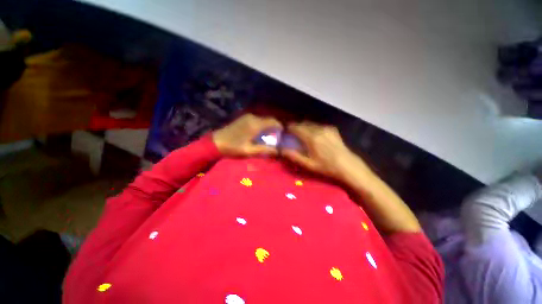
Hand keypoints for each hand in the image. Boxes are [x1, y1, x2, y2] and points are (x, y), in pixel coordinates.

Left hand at [212, 114, 282, 156]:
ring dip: (268, 126)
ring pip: (263, 119)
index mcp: (255, 125)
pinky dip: (262, 125)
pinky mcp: (244, 118)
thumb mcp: (249, 151)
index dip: (280, 127)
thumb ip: (264, 150)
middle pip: (269, 119)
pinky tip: (260, 133)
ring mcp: (247, 117)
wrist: (216, 142)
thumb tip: (278, 151)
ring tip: (270, 136)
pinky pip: (257, 120)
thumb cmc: (233, 147)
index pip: (273, 121)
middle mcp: (253, 118)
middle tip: (277, 137)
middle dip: (275, 127)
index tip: (283, 134)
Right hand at [284, 121, 420, 232]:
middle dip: (296, 127)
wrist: (349, 167)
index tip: (285, 132)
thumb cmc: (327, 167)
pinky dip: (312, 128)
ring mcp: (326, 128)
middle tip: (292, 135)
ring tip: (302, 135)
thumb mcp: (308, 164)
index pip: (295, 127)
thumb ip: (293, 156)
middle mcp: (318, 129)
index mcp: (311, 137)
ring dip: (304, 127)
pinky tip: (313, 136)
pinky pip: (318, 125)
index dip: (288, 128)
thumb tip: (281, 150)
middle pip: (303, 123)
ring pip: (310, 124)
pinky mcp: (332, 129)